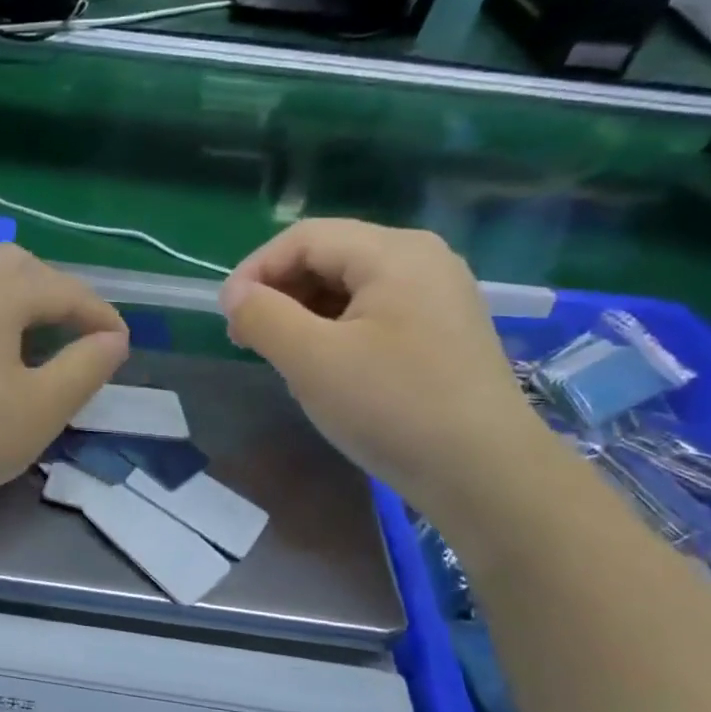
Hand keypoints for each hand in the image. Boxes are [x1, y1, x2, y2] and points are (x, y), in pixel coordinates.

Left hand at [0, 244, 128, 519]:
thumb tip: (113, 339)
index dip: (99, 315)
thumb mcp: (42, 409)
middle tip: (74, 331)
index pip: (64, 290)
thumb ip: (86, 367)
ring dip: (8, 286)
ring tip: (22, 321)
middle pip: (17, 264)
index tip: (121, 344)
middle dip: (54, 290)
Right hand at [218, 221, 548, 517]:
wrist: (484, 473)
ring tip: (280, 356)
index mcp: (393, 253)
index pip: (305, 238)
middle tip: (247, 338)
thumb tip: (235, 296)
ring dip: (304, 312)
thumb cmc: (392, 408)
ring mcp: (437, 296)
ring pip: (350, 286)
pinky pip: (373, 312)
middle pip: (329, 256)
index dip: (255, 270)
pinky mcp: (442, 331)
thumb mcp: (312, 360)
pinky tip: (323, 367)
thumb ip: (263, 317)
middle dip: (279, 292)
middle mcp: (421, 260)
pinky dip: (335, 329)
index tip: (226, 317)